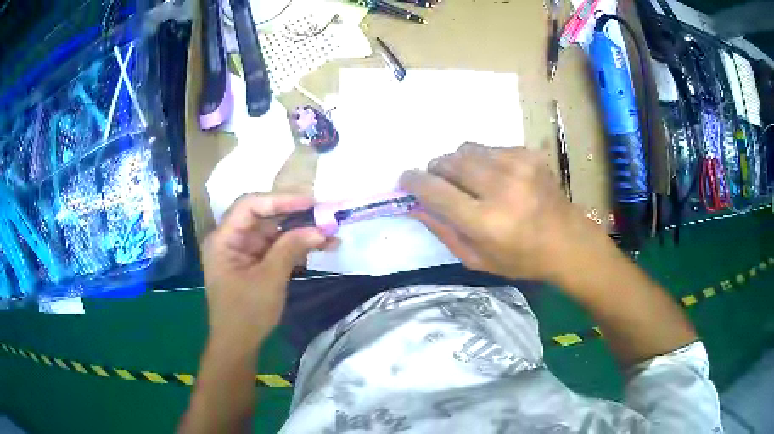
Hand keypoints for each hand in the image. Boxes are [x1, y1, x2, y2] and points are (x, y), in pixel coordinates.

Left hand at [201, 194, 327, 348]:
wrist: (238, 345)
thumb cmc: (246, 313)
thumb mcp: (269, 279)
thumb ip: (291, 249)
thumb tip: (320, 229)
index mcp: (223, 239)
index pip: (250, 206)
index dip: (280, 200)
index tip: (310, 202)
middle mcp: (231, 239)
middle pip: (263, 216)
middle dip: (294, 216)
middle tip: (324, 215)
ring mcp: (243, 250)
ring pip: (273, 231)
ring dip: (299, 232)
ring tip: (329, 234)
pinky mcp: (254, 262)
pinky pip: (275, 247)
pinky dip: (295, 247)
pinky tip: (318, 248)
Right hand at [400, 143, 608, 283]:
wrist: (568, 241)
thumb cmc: (521, 258)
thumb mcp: (477, 259)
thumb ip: (443, 231)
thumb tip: (415, 206)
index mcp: (486, 222)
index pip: (436, 191)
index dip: (414, 181)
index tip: (406, 178)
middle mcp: (502, 188)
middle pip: (450, 162)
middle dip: (436, 169)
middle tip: (438, 181)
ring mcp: (518, 166)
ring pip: (467, 149)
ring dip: (458, 162)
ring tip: (467, 179)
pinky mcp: (529, 154)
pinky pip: (490, 148)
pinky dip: (483, 159)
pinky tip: (495, 176)